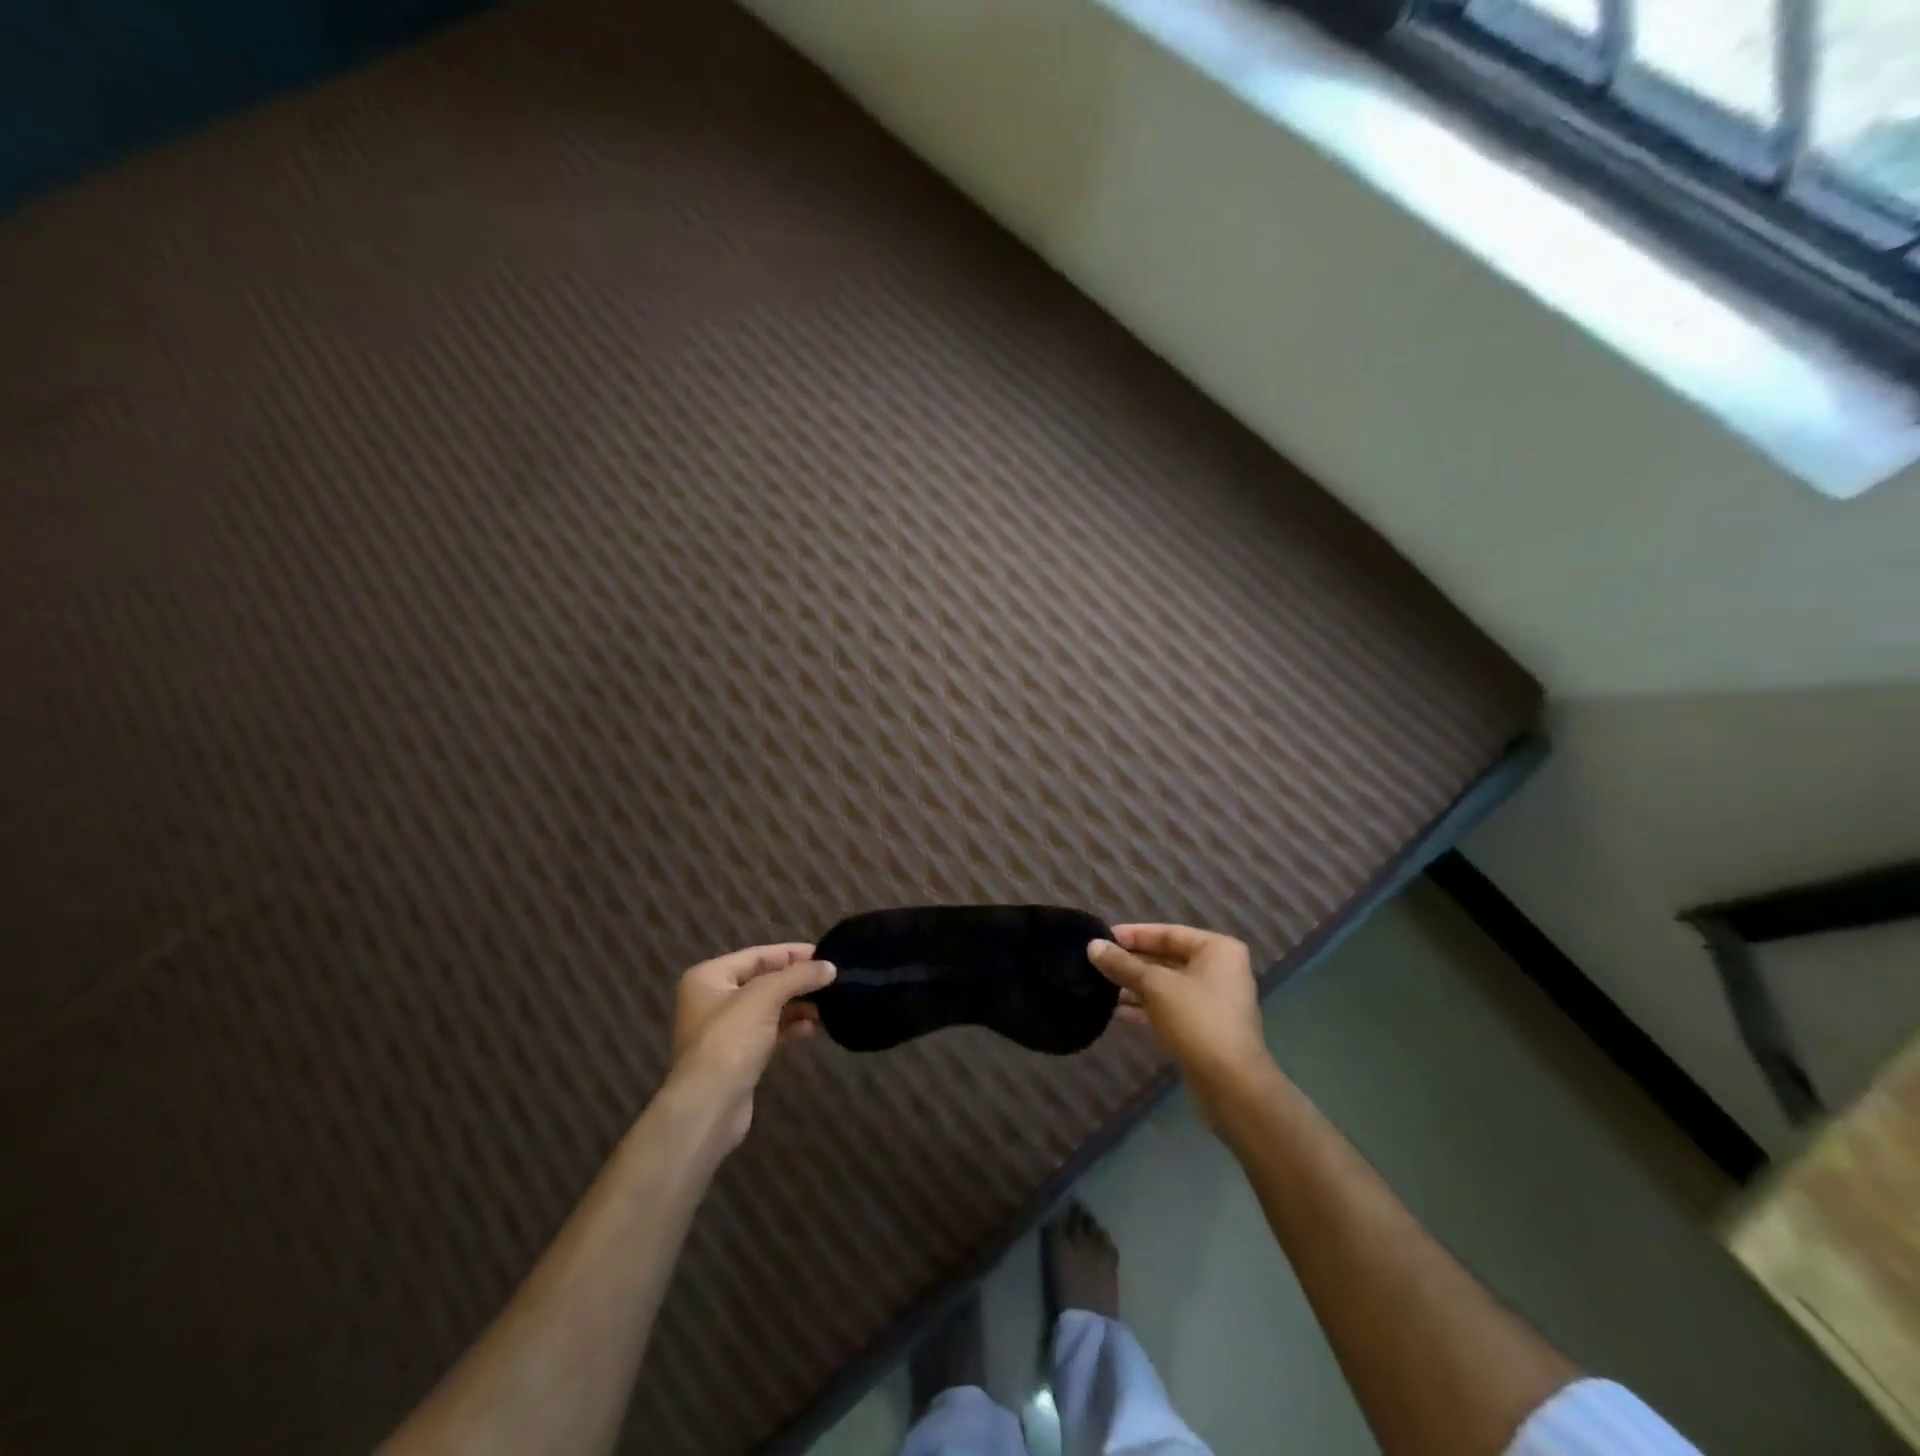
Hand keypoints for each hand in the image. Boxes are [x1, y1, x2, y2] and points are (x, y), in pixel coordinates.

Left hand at [668, 943, 835, 1150]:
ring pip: (768, 1008)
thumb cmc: (729, 1040)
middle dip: (796, 981)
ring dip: (797, 1005)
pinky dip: (790, 1028)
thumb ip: (798, 977)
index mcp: (709, 977)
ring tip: (828, 1005)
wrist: (707, 1107)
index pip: (757, 955)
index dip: (791, 953)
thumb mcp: (764, 997)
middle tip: (830, 979)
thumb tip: (831, 967)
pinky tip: (813, 1029)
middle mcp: (713, 1000)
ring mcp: (724, 1030)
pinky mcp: (738, 1057)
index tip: (824, 954)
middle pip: (763, 981)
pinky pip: (769, 1032)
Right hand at [1089, 925, 1273, 1120]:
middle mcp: (1219, 971)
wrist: (1231, 1085)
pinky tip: (1116, 1012)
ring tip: (1100, 986)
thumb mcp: (1155, 986)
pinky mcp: (1204, 1028)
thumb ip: (1123, 965)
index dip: (1134, 934)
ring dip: (1135, 986)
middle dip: (1132, 962)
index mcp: (1217, 950)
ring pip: (1166, 985)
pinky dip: (1145, 1008)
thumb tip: (1093, 946)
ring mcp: (1213, 1002)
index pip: (1168, 933)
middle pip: (1167, 958)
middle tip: (1097, 961)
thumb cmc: (1196, 1020)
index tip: (1102, 937)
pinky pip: (1169, 1008)